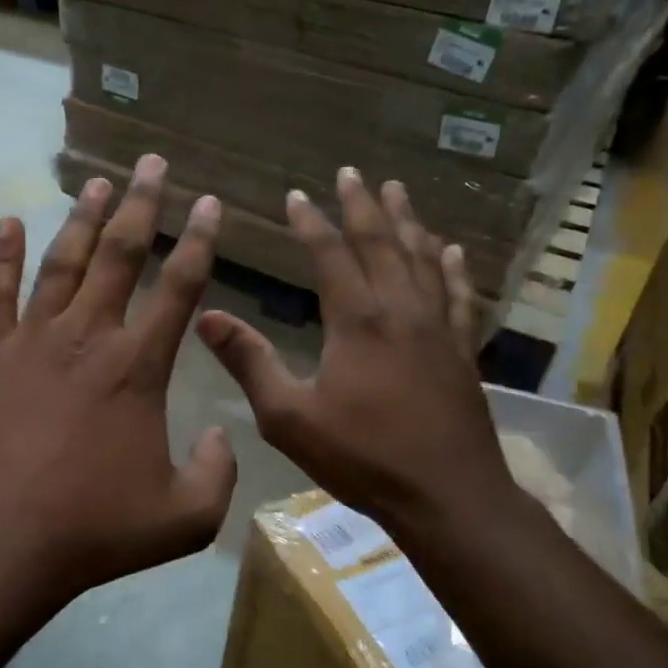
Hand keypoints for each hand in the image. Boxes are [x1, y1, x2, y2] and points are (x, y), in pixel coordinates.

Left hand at [0, 154, 236, 603]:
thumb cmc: (92, 530)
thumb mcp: (184, 519)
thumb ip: (218, 474)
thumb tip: (223, 435)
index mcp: (138, 367)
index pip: (180, 287)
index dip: (201, 241)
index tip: (211, 203)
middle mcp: (88, 336)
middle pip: (121, 254)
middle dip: (143, 204)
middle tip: (153, 162)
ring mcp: (32, 340)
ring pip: (64, 262)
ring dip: (85, 219)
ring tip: (100, 181)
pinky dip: (5, 254)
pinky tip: (12, 222)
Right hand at [197, 169, 515, 534]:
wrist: (446, 495)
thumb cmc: (362, 457)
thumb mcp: (289, 416)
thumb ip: (249, 363)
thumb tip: (206, 318)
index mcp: (357, 320)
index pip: (331, 255)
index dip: (311, 222)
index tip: (296, 195)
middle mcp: (400, 310)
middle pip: (381, 243)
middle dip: (363, 205)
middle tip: (351, 173)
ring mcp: (438, 327)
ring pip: (422, 258)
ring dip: (407, 222)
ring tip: (397, 191)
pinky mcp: (462, 349)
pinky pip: (458, 294)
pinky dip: (453, 267)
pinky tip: (451, 249)